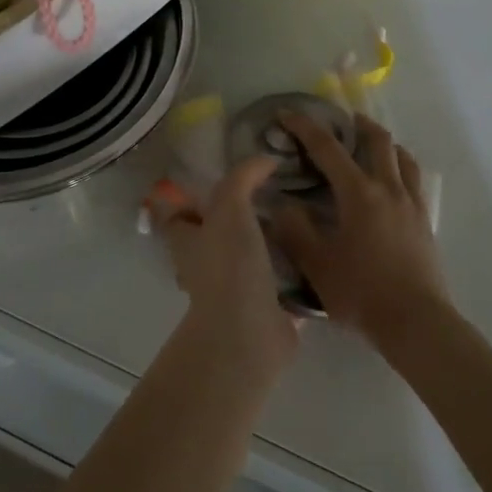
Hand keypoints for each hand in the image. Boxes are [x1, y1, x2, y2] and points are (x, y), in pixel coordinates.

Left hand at [152, 157, 300, 378]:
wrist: (249, 333)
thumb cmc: (229, 265)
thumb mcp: (230, 207)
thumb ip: (243, 178)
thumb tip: (265, 159)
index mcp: (187, 244)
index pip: (177, 217)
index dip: (189, 200)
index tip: (219, 181)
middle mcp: (204, 268)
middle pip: (212, 239)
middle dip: (234, 222)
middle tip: (269, 197)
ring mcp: (233, 293)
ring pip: (245, 262)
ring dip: (265, 247)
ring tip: (297, 220)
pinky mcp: (264, 311)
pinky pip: (277, 286)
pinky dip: (292, 274)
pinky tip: (314, 254)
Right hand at [269, 112, 448, 344]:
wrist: (416, 321)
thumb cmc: (362, 292)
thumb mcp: (317, 264)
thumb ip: (295, 231)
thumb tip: (282, 205)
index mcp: (359, 194)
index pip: (328, 148)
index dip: (305, 128)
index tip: (287, 114)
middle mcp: (388, 188)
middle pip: (377, 140)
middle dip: (356, 123)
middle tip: (341, 120)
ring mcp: (412, 203)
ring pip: (402, 157)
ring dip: (384, 143)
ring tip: (370, 145)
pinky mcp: (425, 221)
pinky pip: (414, 180)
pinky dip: (400, 167)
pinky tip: (392, 183)